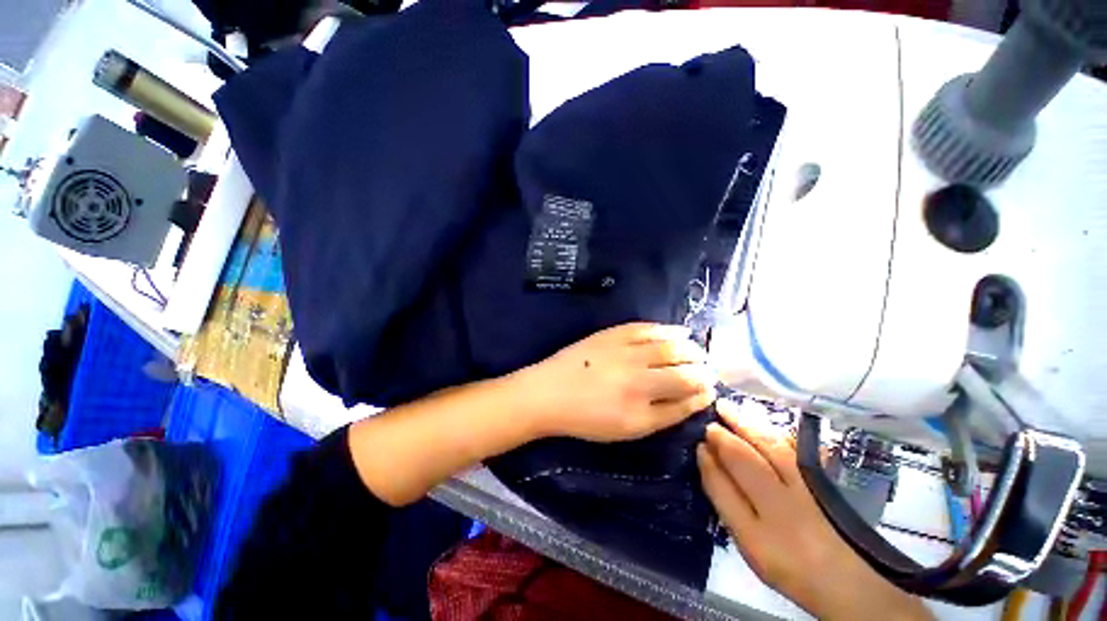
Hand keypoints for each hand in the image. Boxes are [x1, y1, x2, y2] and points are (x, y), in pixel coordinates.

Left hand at [516, 323, 716, 441]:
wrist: (548, 393)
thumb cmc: (584, 418)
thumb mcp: (624, 430)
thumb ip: (659, 416)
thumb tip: (690, 399)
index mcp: (640, 414)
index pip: (685, 403)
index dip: (702, 395)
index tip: (710, 390)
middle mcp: (638, 382)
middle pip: (684, 375)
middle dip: (703, 373)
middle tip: (708, 371)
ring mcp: (625, 354)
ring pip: (672, 349)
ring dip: (692, 351)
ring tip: (698, 352)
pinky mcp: (613, 335)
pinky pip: (648, 329)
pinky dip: (669, 330)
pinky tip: (680, 332)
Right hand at [697, 400, 931, 620]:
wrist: (848, 577)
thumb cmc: (788, 562)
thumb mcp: (748, 544)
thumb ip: (725, 500)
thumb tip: (706, 457)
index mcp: (756, 535)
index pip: (721, 487)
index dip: (706, 462)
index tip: (698, 444)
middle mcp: (781, 509)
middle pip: (743, 460)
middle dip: (722, 436)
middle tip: (709, 420)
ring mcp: (807, 491)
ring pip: (770, 447)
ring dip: (745, 424)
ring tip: (727, 407)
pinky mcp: (827, 480)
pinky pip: (798, 448)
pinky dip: (778, 431)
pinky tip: (765, 423)